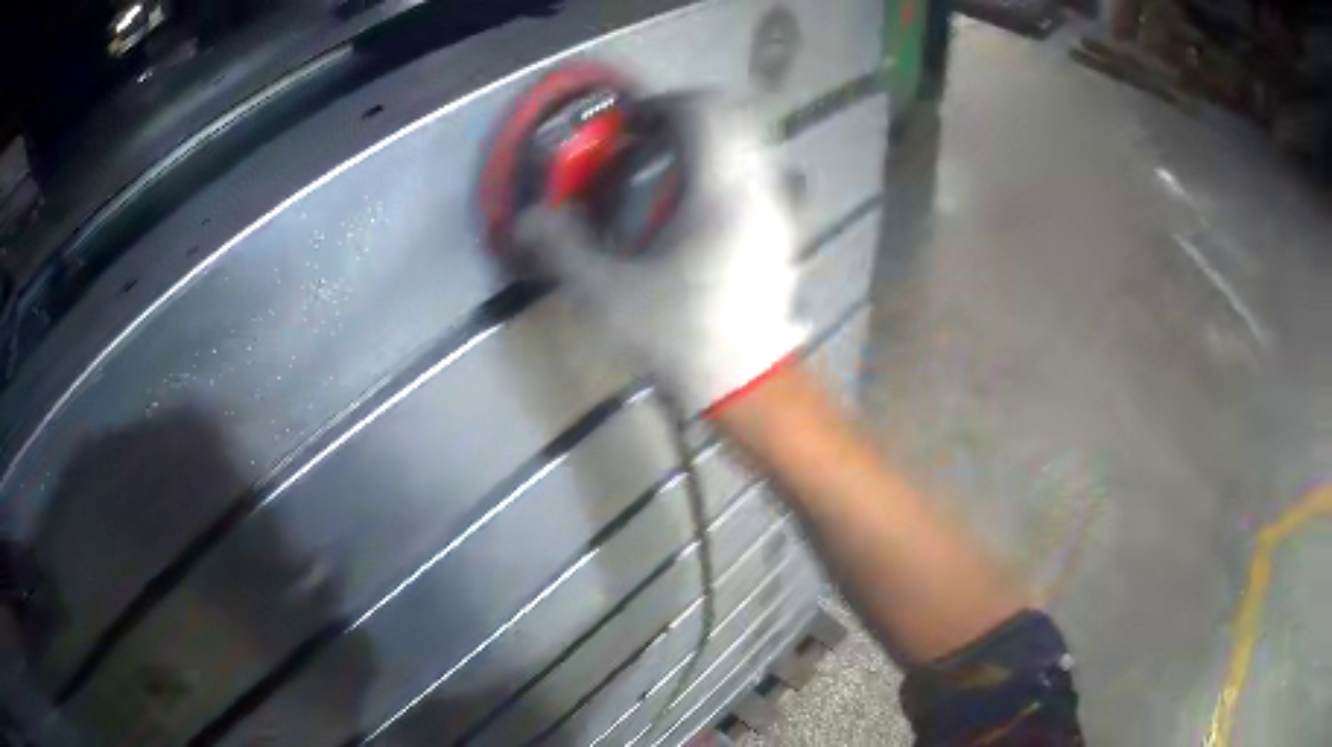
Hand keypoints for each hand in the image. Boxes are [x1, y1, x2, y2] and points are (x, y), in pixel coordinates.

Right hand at [516, 93, 805, 415]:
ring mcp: (779, 209)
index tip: (631, 127)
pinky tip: (698, 209)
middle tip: (648, 142)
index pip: (703, 111)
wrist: (750, 385)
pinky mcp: (783, 231)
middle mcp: (758, 188)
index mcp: (719, 192)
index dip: (662, 105)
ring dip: (708, 143)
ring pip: (750, 144)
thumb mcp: (609, 295)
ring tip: (669, 174)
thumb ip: (563, 248)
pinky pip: (758, 174)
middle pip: (733, 118)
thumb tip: (527, 218)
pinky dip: (726, 169)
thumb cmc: (682, 338)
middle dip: (687, 117)